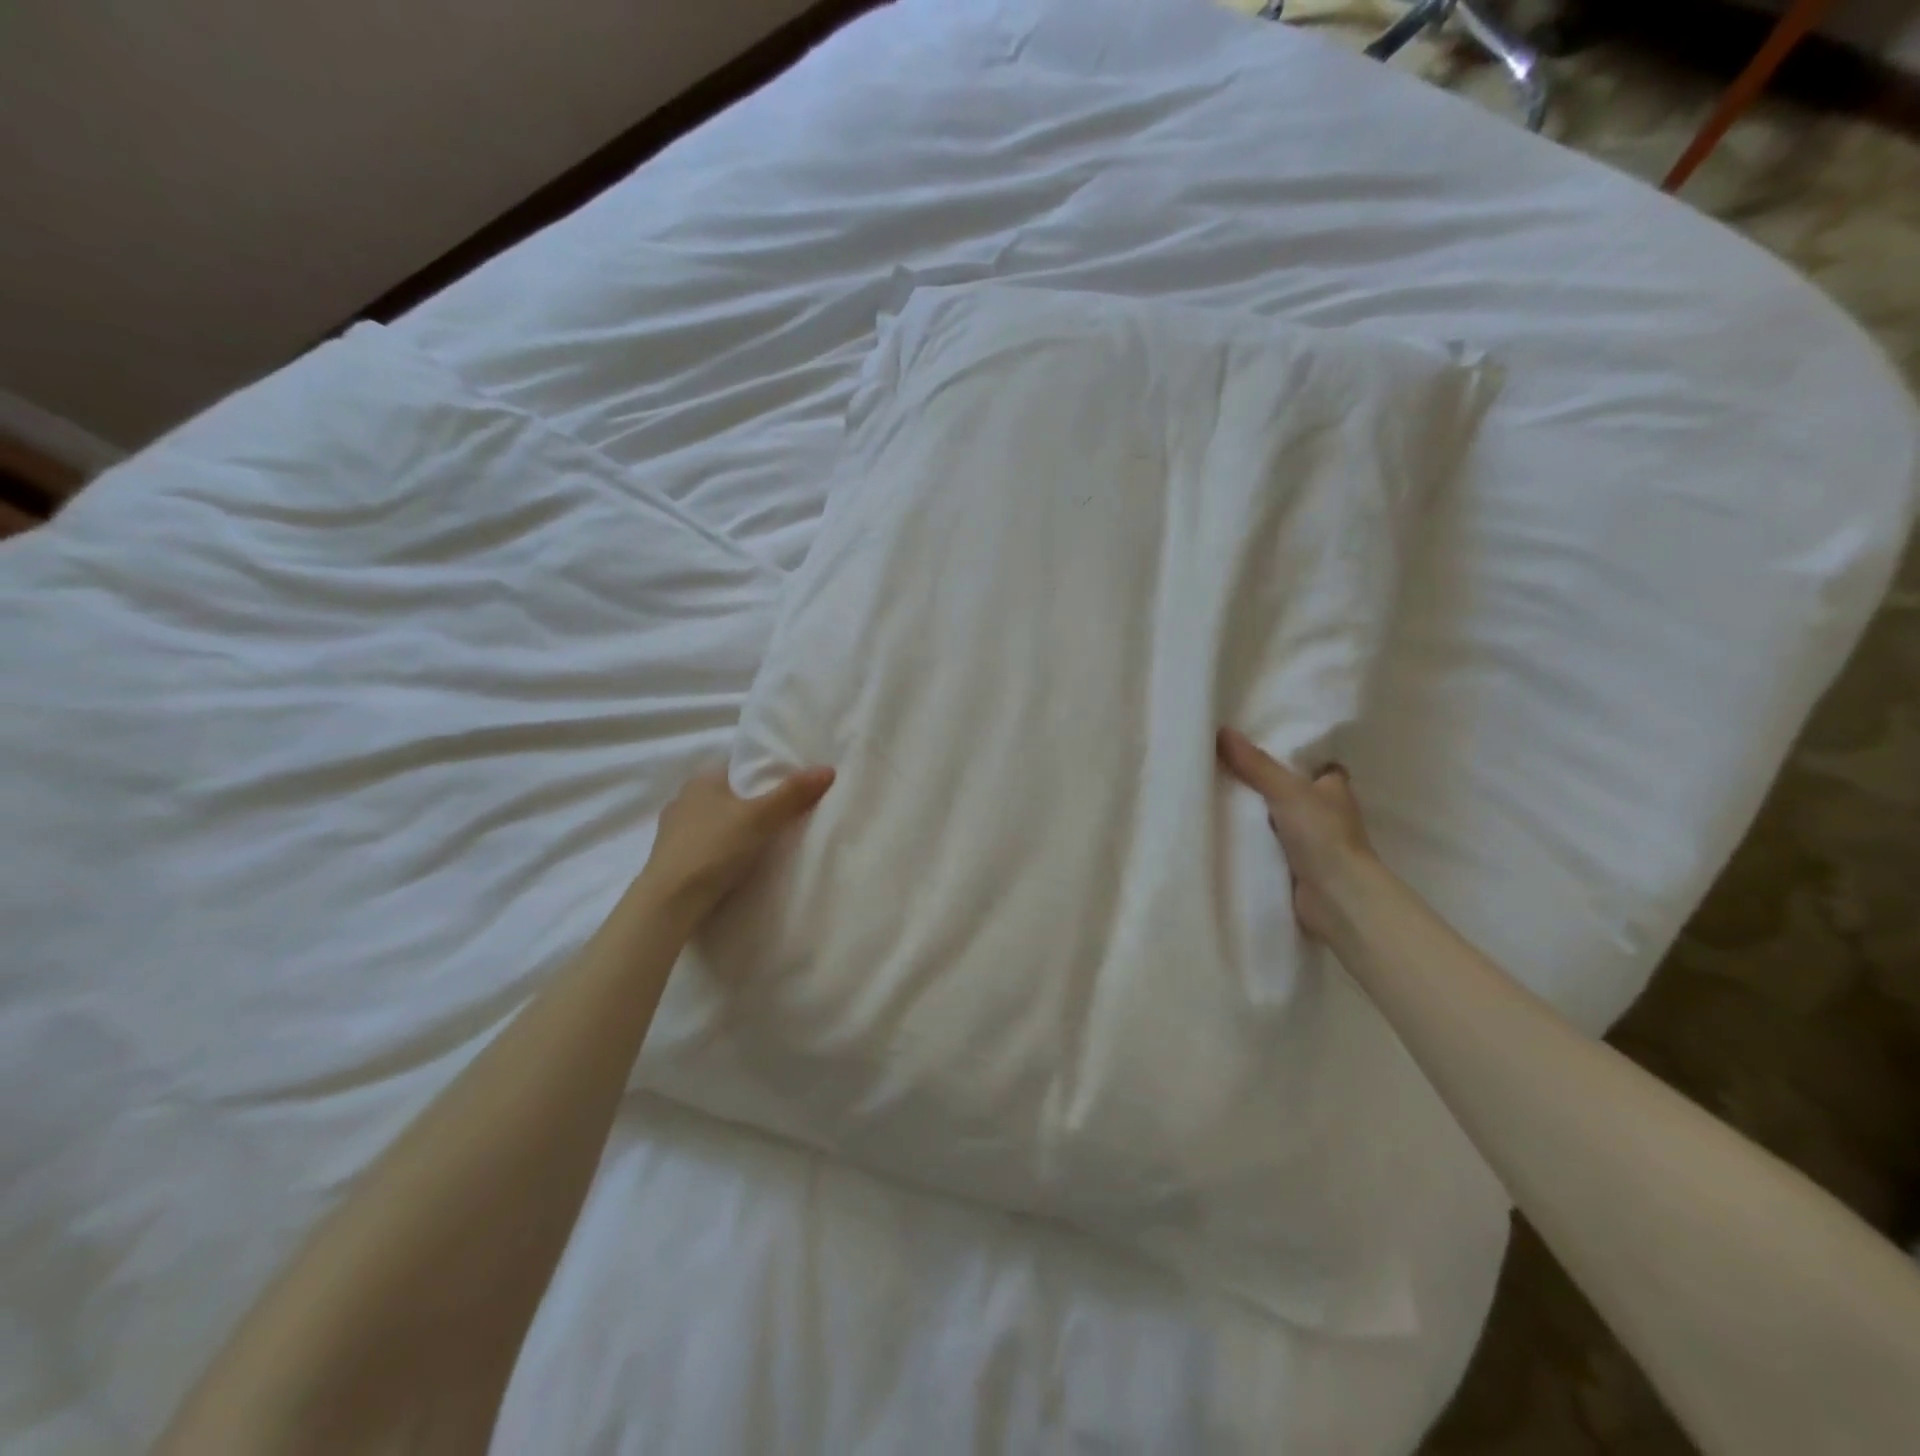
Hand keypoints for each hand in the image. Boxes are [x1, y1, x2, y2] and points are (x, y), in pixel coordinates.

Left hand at [639, 766, 834, 920]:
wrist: (669, 902)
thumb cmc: (715, 848)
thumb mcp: (761, 817)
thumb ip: (793, 793)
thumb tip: (828, 769)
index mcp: (702, 780)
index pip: (738, 768)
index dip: (764, 775)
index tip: (788, 789)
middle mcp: (683, 799)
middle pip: (727, 795)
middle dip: (751, 804)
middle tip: (782, 817)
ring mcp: (672, 831)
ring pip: (714, 822)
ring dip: (734, 830)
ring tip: (762, 844)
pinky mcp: (670, 860)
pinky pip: (704, 846)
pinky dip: (720, 851)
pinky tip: (735, 865)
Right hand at [1217, 727, 1374, 940]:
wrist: (1336, 898)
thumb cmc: (1322, 835)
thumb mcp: (1286, 790)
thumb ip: (1255, 764)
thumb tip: (1221, 730)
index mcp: (1334, 788)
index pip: (1315, 764)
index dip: (1291, 755)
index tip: (1257, 744)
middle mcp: (1326, 813)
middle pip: (1291, 791)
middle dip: (1264, 783)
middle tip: (1223, 766)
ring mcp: (1312, 842)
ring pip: (1277, 819)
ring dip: (1255, 814)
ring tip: (1213, 794)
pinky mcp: (1296, 867)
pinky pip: (1267, 845)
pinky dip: (1251, 841)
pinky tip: (1223, 831)